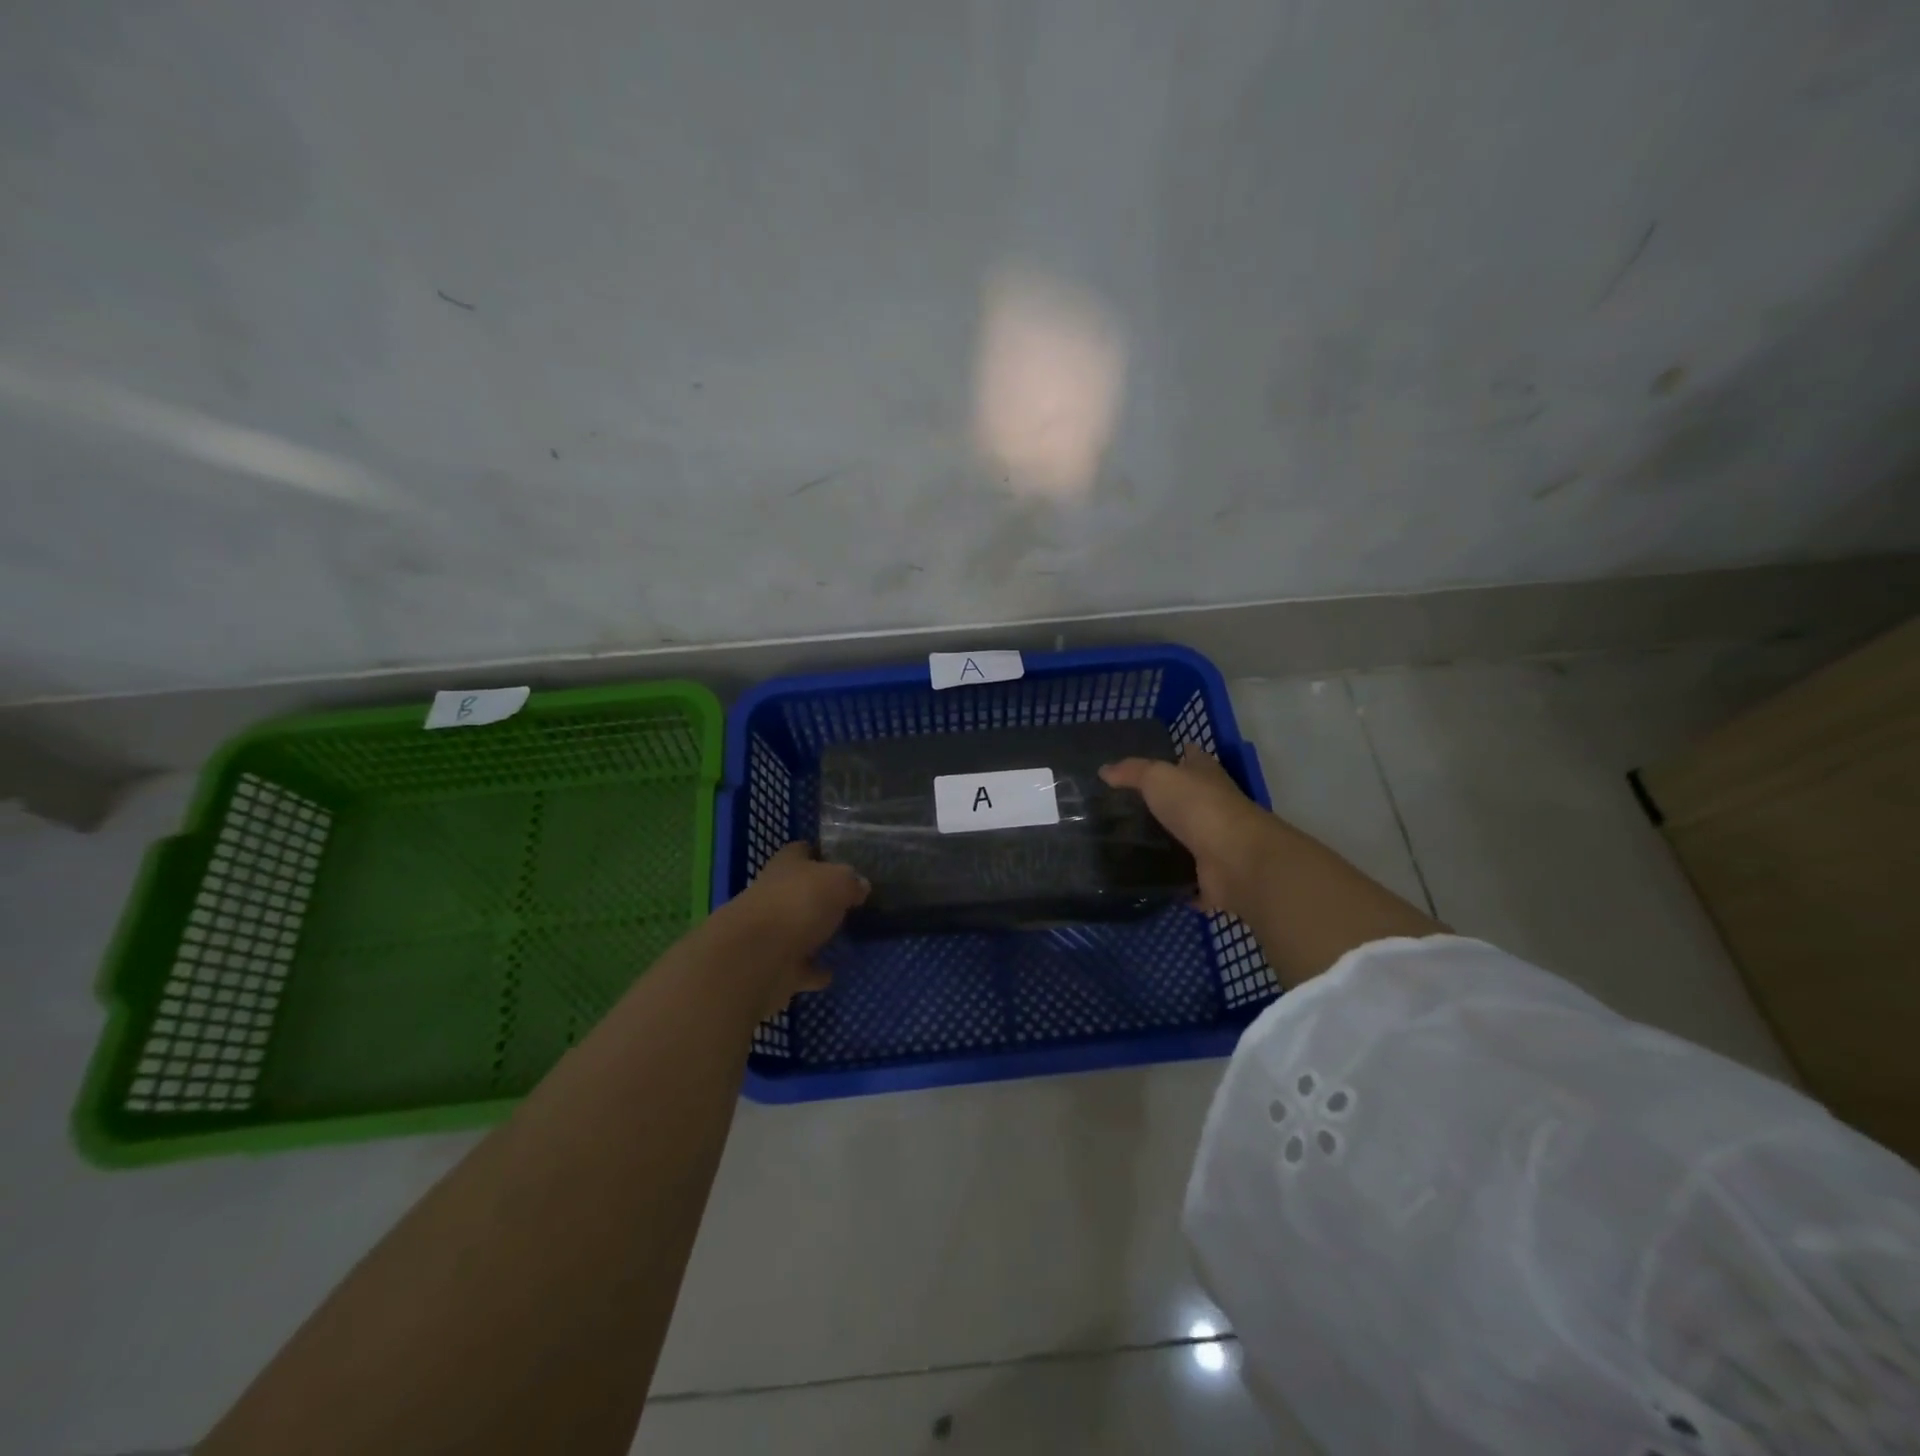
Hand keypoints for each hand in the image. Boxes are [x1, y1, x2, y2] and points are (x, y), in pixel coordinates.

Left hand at [719, 843, 869, 1015]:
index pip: (801, 851)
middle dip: (819, 896)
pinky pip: (799, 967)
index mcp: (786, 865)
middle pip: (798, 891)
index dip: (820, 853)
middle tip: (851, 902)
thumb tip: (860, 885)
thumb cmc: (798, 904)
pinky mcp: (773, 967)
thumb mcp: (838, 882)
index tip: (842, 861)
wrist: (756, 958)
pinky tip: (831, 972)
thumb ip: (851, 882)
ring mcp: (770, 933)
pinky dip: (813, 970)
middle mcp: (773, 894)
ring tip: (845, 937)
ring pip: (797, 930)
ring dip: (815, 934)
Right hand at [1100, 750, 1282, 921]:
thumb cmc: (1198, 806)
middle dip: (1168, 802)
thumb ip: (1131, 772)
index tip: (1159, 759)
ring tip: (1130, 846)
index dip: (1180, 755)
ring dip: (1170, 843)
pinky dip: (1177, 882)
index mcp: (1206, 776)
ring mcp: (1217, 843)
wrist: (1235, 859)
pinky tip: (1151, 881)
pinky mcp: (1213, 876)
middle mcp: (1215, 806)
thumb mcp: (1157, 777)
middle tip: (1128, 809)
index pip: (1193, 758)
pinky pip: (1189, 879)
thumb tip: (1104, 770)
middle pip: (1191, 800)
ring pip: (1190, 840)